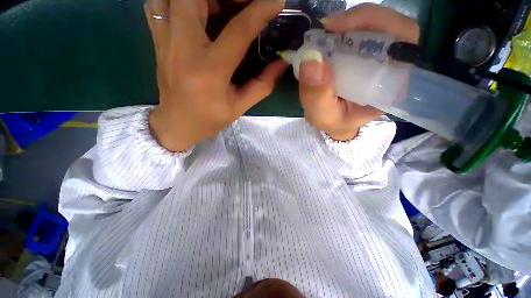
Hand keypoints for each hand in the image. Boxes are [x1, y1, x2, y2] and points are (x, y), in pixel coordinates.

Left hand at [145, 0, 286, 151]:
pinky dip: (176, 0)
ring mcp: (165, 41)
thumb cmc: (209, 119)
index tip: (276, 1)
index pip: (238, 30)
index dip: (260, 11)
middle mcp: (184, 48)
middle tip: (243, 4)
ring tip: (219, 6)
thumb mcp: (239, 108)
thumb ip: (262, 85)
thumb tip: (280, 63)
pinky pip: (158, 5)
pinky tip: (194, 11)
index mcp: (210, 70)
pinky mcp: (157, 41)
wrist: (177, 124)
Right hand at [298, 4, 419, 140]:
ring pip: (377, 25)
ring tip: (326, 32)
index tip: (339, 28)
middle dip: (360, 20)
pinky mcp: (365, 55)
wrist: (334, 122)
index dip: (378, 25)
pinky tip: (328, 36)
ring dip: (349, 23)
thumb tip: (311, 57)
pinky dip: (343, 28)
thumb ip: (316, 96)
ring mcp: (378, 59)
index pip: (403, 44)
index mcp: (390, 85)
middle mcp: (391, 68)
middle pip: (392, 28)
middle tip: (328, 27)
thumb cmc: (333, 121)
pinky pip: (361, 32)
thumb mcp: (322, 116)